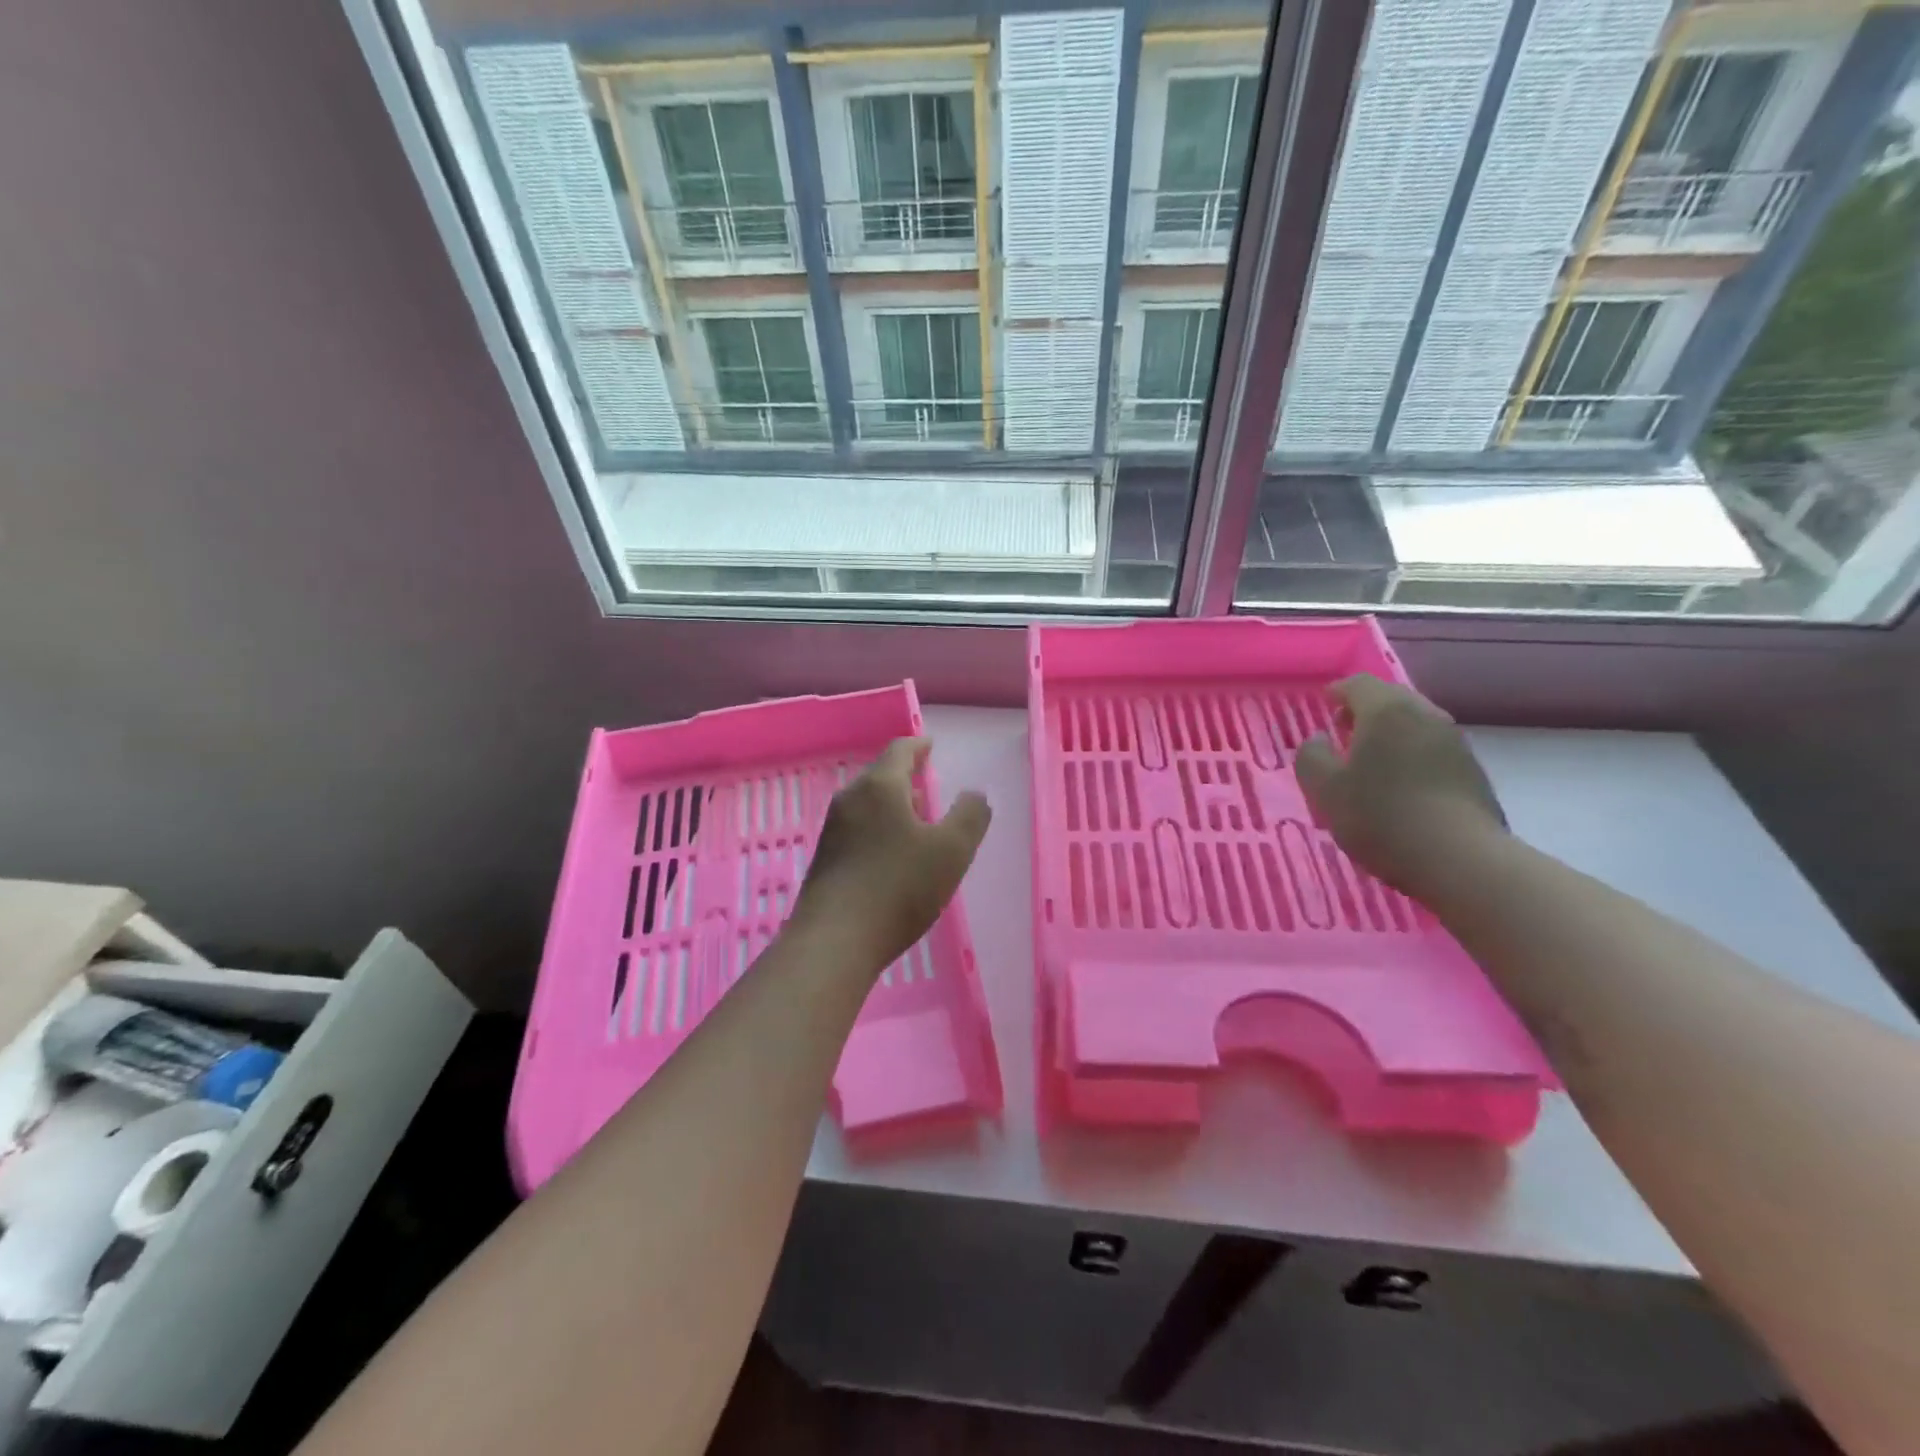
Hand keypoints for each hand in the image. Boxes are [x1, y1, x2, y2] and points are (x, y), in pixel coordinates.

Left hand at [790, 738, 990, 973]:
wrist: (834, 941)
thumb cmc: (898, 888)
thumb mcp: (951, 851)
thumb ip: (970, 816)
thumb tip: (975, 794)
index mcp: (879, 787)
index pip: (900, 750)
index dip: (919, 745)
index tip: (931, 745)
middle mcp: (850, 800)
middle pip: (881, 776)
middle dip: (906, 778)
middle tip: (928, 785)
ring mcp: (832, 830)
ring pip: (868, 805)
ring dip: (892, 806)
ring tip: (915, 822)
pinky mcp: (824, 860)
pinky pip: (857, 830)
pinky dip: (878, 829)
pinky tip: (892, 856)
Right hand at [1295, 675, 1506, 896]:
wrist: (1461, 859)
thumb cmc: (1380, 816)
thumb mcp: (1324, 789)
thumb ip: (1312, 756)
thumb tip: (1320, 739)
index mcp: (1386, 711)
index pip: (1358, 684)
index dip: (1337, 691)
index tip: (1324, 704)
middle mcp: (1424, 715)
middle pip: (1391, 699)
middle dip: (1365, 710)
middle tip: (1344, 731)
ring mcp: (1454, 742)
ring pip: (1414, 723)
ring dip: (1391, 733)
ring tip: (1371, 760)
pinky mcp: (1472, 770)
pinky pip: (1431, 748)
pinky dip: (1411, 754)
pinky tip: (1400, 783)